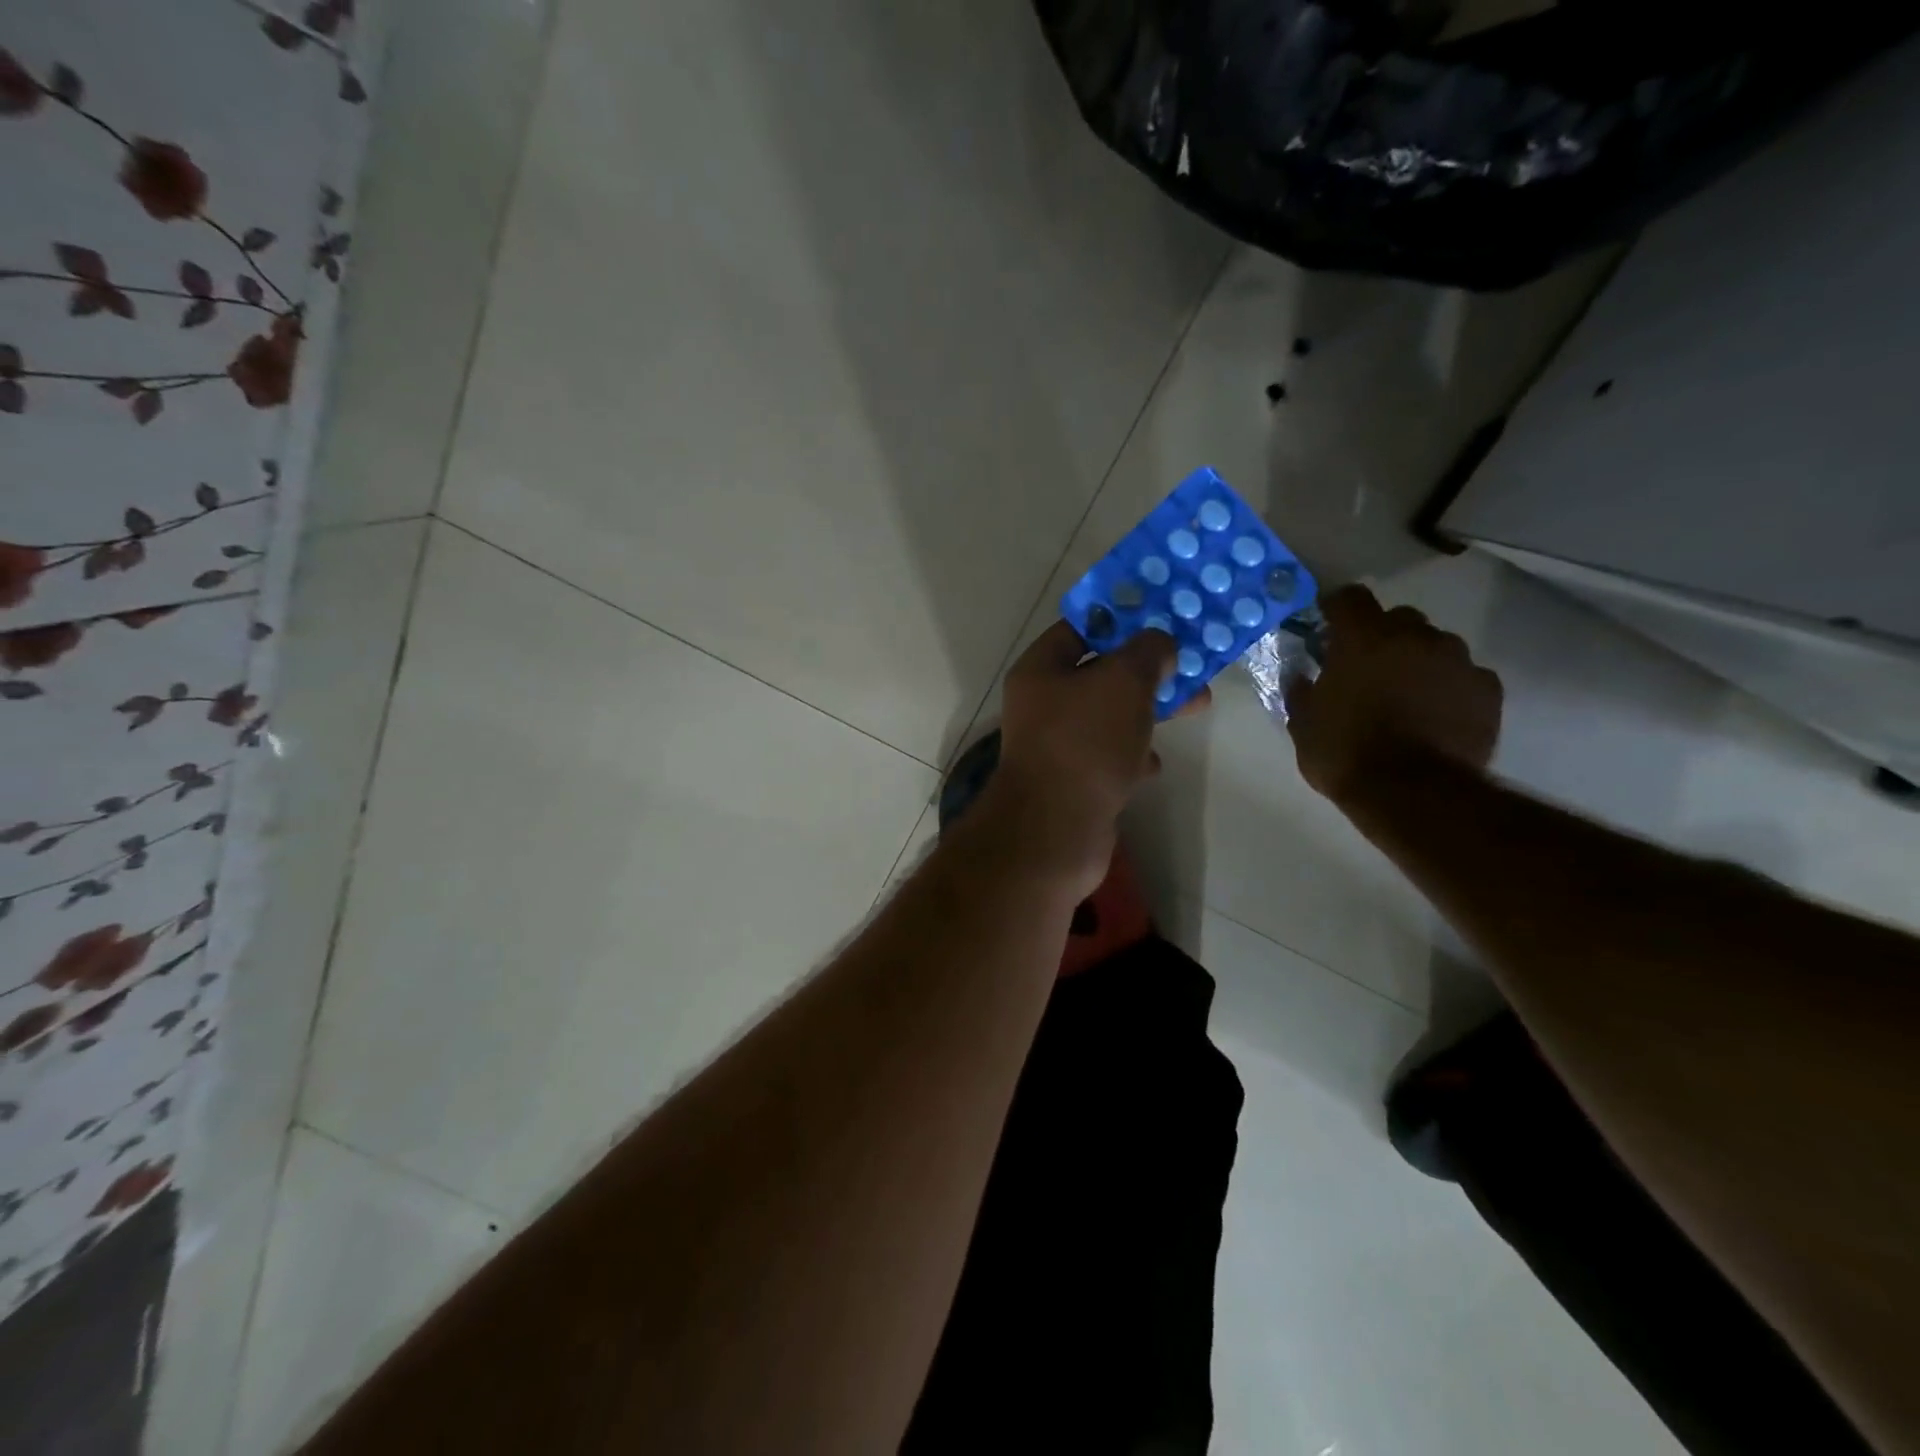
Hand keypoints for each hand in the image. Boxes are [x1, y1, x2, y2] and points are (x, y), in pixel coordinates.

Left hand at [985, 622, 1203, 896]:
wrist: (1056, 830)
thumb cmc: (1086, 742)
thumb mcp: (1123, 681)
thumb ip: (1147, 652)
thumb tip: (1159, 643)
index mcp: (1041, 669)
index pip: (1081, 628)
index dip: (1122, 618)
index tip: (1163, 618)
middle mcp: (1043, 703)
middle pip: (1102, 673)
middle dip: (1149, 670)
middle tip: (1193, 666)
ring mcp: (1056, 745)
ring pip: (1110, 716)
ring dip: (1148, 711)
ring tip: (1195, 707)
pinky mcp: (1074, 781)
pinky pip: (1108, 757)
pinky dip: (1133, 756)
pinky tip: (1153, 765)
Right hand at [1286, 586, 1501, 806]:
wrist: (1412, 793)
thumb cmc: (1345, 753)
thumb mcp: (1303, 725)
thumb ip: (1302, 691)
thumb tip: (1301, 676)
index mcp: (1362, 637)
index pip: (1349, 598)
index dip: (1337, 609)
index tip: (1328, 627)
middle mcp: (1414, 636)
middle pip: (1398, 619)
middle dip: (1382, 637)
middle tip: (1368, 669)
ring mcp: (1457, 659)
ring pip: (1435, 646)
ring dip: (1418, 661)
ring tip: (1407, 696)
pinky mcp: (1487, 689)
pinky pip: (1464, 676)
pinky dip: (1450, 687)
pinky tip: (1437, 714)